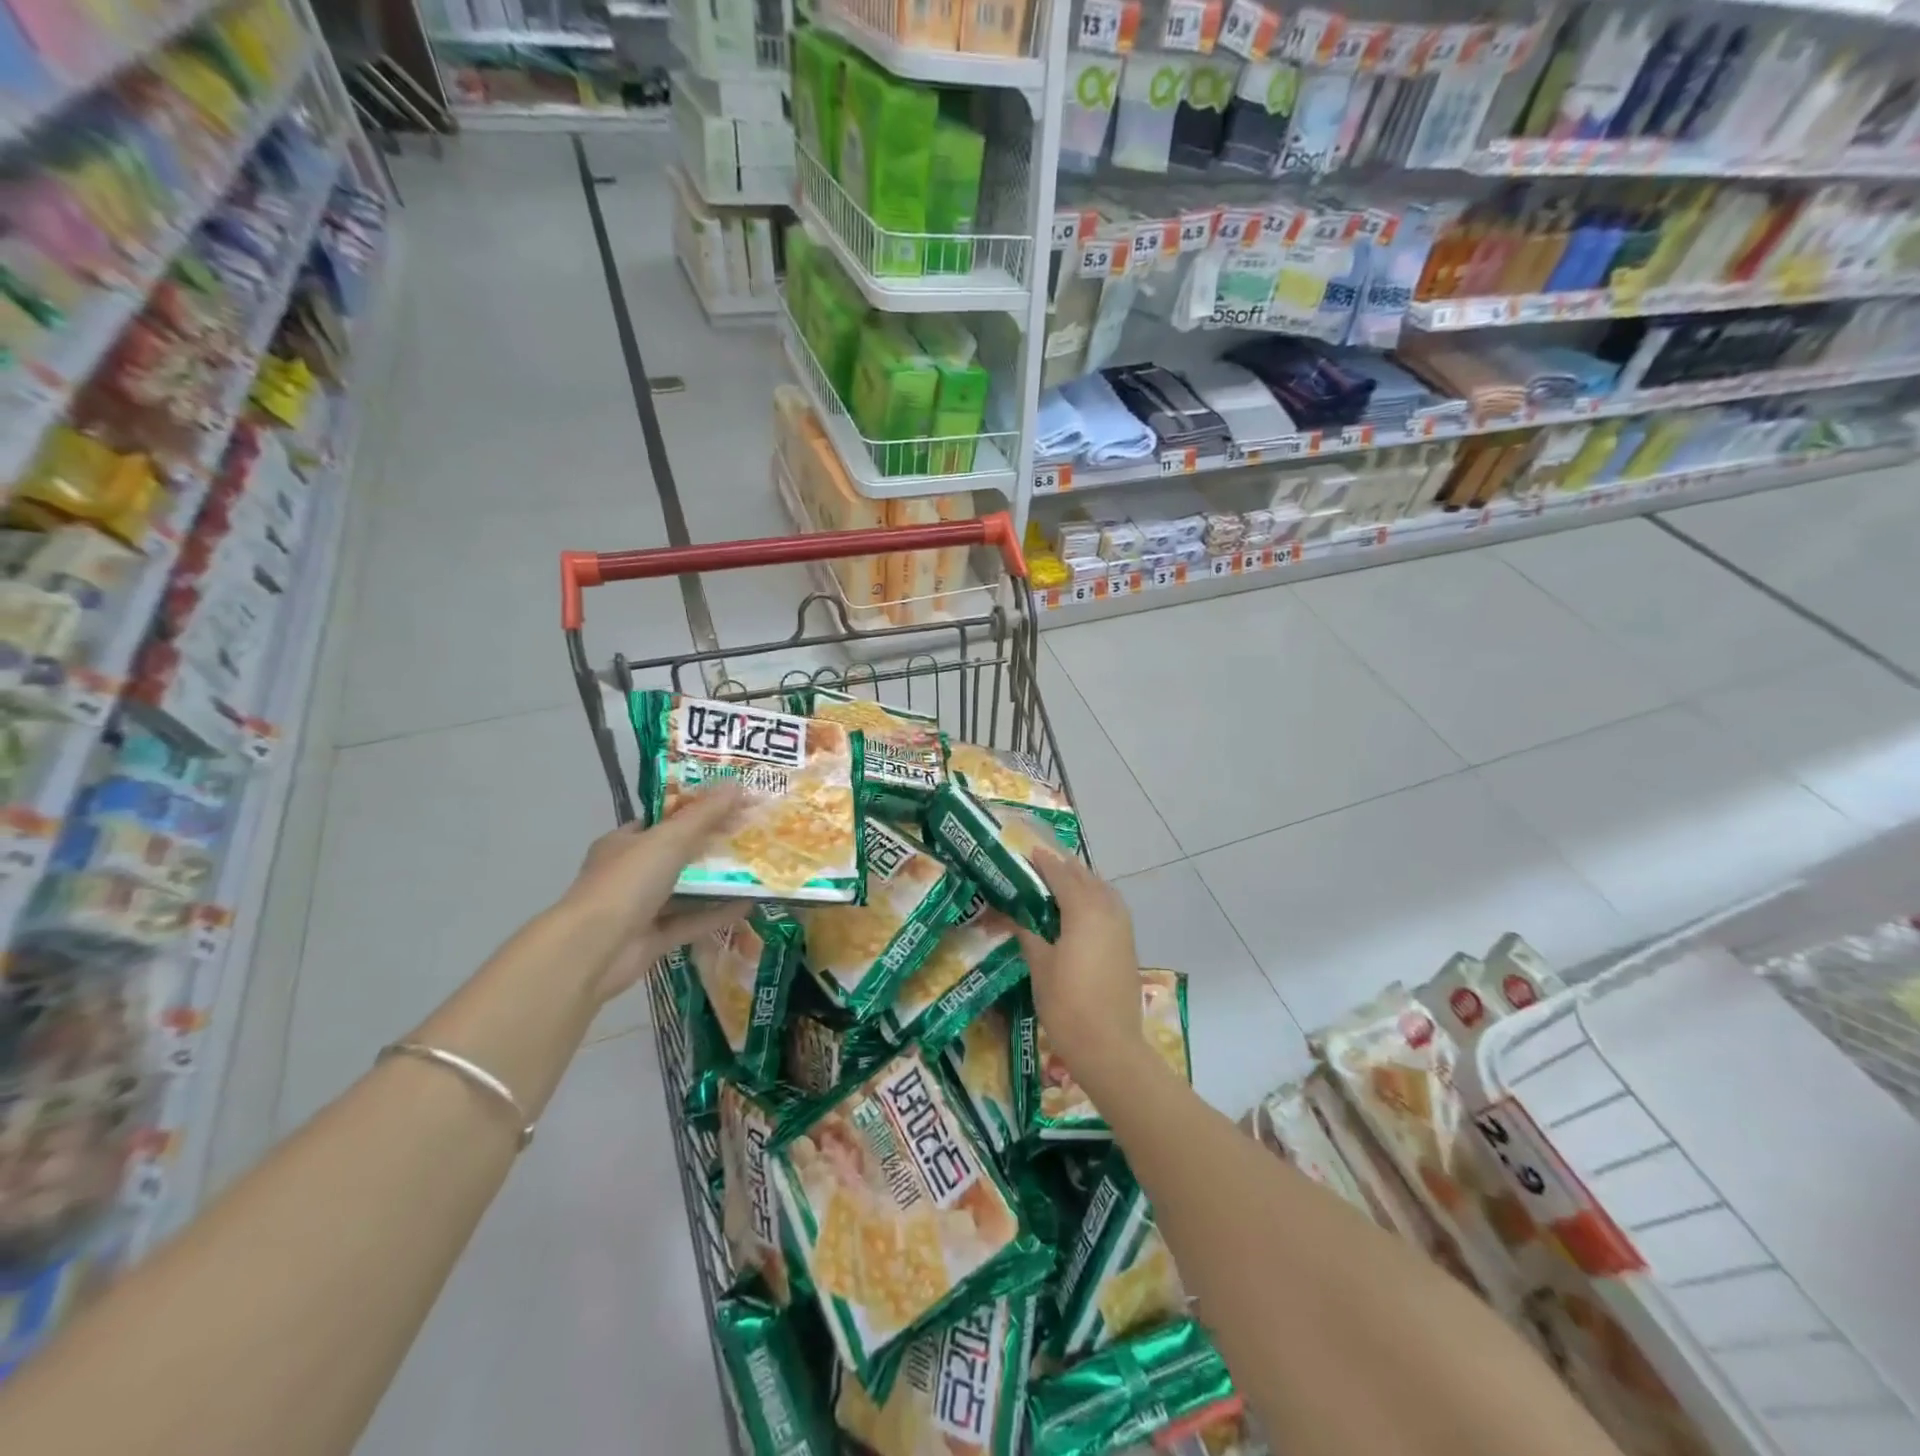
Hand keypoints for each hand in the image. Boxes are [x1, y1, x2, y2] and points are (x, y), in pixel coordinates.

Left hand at [557, 782, 749, 1003]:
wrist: (593, 950)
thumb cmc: (627, 883)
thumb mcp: (670, 839)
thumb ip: (705, 814)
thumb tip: (737, 784)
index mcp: (624, 843)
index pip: (663, 821)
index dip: (697, 811)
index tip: (732, 806)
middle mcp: (631, 873)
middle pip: (678, 855)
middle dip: (713, 847)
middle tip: (751, 837)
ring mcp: (641, 908)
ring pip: (686, 891)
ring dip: (717, 882)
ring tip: (756, 869)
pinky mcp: (654, 938)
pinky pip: (691, 921)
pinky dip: (717, 913)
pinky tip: (749, 904)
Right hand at [1014, 850, 1145, 1089]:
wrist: (1109, 1046)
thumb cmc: (1067, 1004)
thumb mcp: (1040, 965)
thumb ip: (1027, 932)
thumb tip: (1010, 914)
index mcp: (1084, 910)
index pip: (1062, 875)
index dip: (1044, 862)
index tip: (1027, 851)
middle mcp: (1108, 911)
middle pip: (1086, 878)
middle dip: (1064, 868)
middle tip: (1040, 864)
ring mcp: (1123, 928)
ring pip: (1103, 891)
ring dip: (1083, 882)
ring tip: (1060, 883)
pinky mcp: (1128, 945)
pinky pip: (1111, 907)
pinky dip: (1096, 899)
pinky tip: (1080, 910)